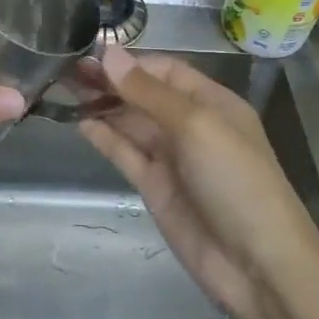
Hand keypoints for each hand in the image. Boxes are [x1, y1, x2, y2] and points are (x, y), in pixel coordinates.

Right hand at [80, 47, 318, 318]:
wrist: (256, 264)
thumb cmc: (235, 181)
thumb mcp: (196, 126)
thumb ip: (149, 91)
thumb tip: (110, 53)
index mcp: (211, 102)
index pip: (165, 70)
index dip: (129, 62)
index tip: (89, 54)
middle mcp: (190, 125)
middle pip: (143, 94)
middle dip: (110, 81)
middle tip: (65, 70)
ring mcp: (171, 157)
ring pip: (130, 122)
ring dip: (101, 105)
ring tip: (62, 89)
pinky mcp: (154, 186)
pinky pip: (125, 153)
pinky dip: (104, 137)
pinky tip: (79, 122)